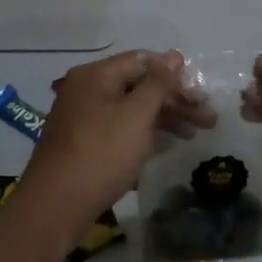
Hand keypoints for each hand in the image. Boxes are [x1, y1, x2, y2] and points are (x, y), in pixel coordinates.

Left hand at [19, 49, 211, 246]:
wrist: (55, 207)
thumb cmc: (101, 153)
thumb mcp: (136, 115)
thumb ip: (158, 83)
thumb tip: (174, 55)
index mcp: (96, 75)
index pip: (143, 61)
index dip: (175, 75)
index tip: (200, 95)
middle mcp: (87, 89)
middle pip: (138, 85)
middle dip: (174, 100)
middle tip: (207, 119)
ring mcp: (83, 117)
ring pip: (131, 109)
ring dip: (163, 117)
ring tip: (193, 135)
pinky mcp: (83, 142)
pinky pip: (120, 128)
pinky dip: (143, 133)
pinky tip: (165, 144)